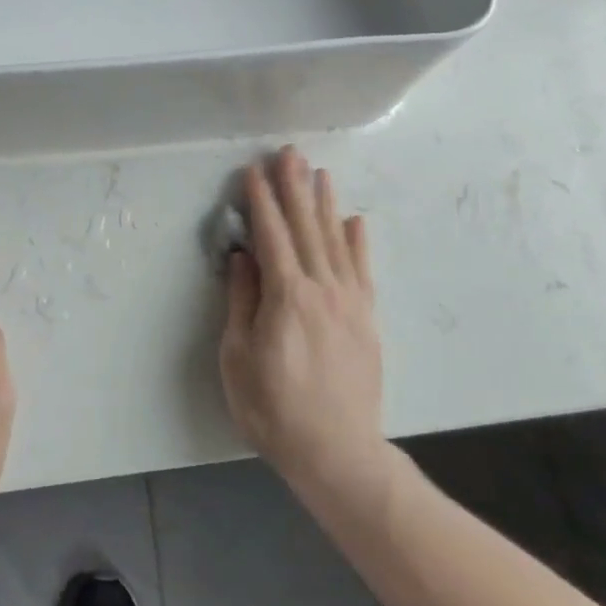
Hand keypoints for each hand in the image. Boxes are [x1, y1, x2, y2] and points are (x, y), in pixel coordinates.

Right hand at [220, 148, 385, 496]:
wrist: (338, 452)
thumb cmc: (274, 409)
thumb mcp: (239, 358)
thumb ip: (242, 301)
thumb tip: (244, 256)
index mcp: (287, 296)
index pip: (271, 236)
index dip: (261, 201)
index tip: (253, 171)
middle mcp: (322, 288)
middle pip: (306, 227)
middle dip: (295, 187)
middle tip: (289, 153)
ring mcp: (350, 301)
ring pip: (336, 240)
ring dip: (325, 203)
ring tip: (319, 172)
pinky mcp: (366, 317)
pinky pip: (362, 269)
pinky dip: (358, 241)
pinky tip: (355, 220)